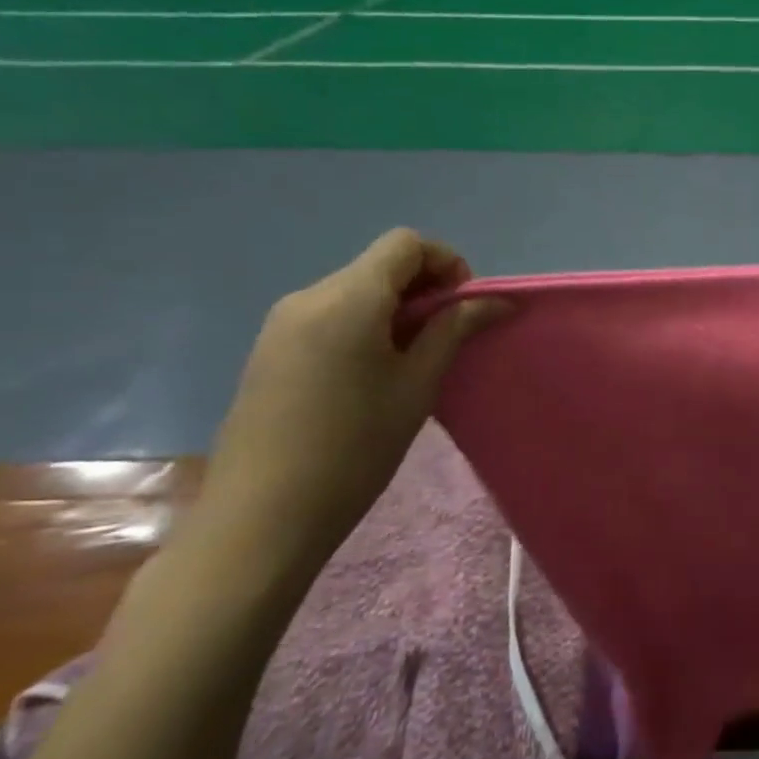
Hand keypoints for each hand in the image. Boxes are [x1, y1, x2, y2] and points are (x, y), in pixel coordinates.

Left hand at [188, 230, 504, 579]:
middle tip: (447, 338)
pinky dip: (365, 326)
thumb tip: (496, 300)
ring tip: (413, 361)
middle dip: (424, 288)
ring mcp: (282, 323)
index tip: (463, 308)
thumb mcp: (418, 384)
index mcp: (348, 299)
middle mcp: (309, 297)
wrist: (263, 514)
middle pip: (380, 265)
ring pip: (355, 290)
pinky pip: (330, 316)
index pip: (406, 244)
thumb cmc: (356, 446)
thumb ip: (454, 330)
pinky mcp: (270, 349)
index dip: (447, 263)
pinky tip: (372, 375)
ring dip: (396, 309)